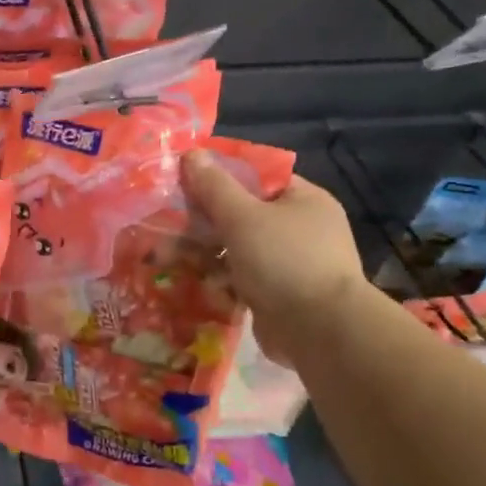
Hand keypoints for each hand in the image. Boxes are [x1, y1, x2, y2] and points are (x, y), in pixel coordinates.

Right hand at [181, 151, 366, 366]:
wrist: (319, 332)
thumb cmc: (283, 261)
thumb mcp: (242, 216)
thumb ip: (214, 186)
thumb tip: (192, 153)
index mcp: (304, 200)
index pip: (258, 177)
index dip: (221, 176)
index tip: (185, 182)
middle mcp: (303, 228)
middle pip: (244, 214)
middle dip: (206, 220)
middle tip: (168, 221)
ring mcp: (293, 264)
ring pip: (240, 249)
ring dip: (207, 253)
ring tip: (167, 254)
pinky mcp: (281, 296)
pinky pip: (243, 279)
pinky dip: (220, 281)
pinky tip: (190, 282)